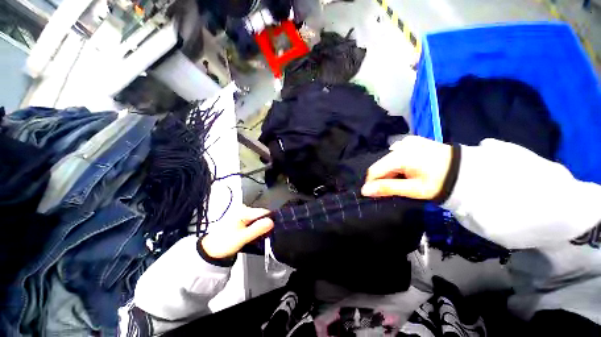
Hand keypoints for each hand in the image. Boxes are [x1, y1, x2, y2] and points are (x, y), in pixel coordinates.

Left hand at [201, 206, 273, 258]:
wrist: (211, 251)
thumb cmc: (223, 244)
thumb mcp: (242, 237)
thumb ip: (257, 229)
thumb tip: (271, 222)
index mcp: (242, 211)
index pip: (263, 212)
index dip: (269, 221)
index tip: (270, 230)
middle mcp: (242, 209)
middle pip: (261, 215)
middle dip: (263, 225)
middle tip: (259, 236)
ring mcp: (241, 214)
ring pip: (257, 219)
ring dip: (259, 228)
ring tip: (252, 237)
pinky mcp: (241, 219)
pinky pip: (253, 222)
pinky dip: (254, 229)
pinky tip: (250, 235)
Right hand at [361, 136, 452, 198]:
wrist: (466, 171)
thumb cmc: (440, 182)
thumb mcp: (413, 189)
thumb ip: (387, 188)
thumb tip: (364, 190)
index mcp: (400, 156)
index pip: (374, 170)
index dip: (371, 183)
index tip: (374, 195)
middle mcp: (400, 145)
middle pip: (381, 165)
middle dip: (382, 179)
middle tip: (392, 191)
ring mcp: (407, 142)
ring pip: (387, 161)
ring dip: (390, 173)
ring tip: (402, 182)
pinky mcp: (412, 142)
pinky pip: (396, 156)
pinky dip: (396, 166)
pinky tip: (407, 172)